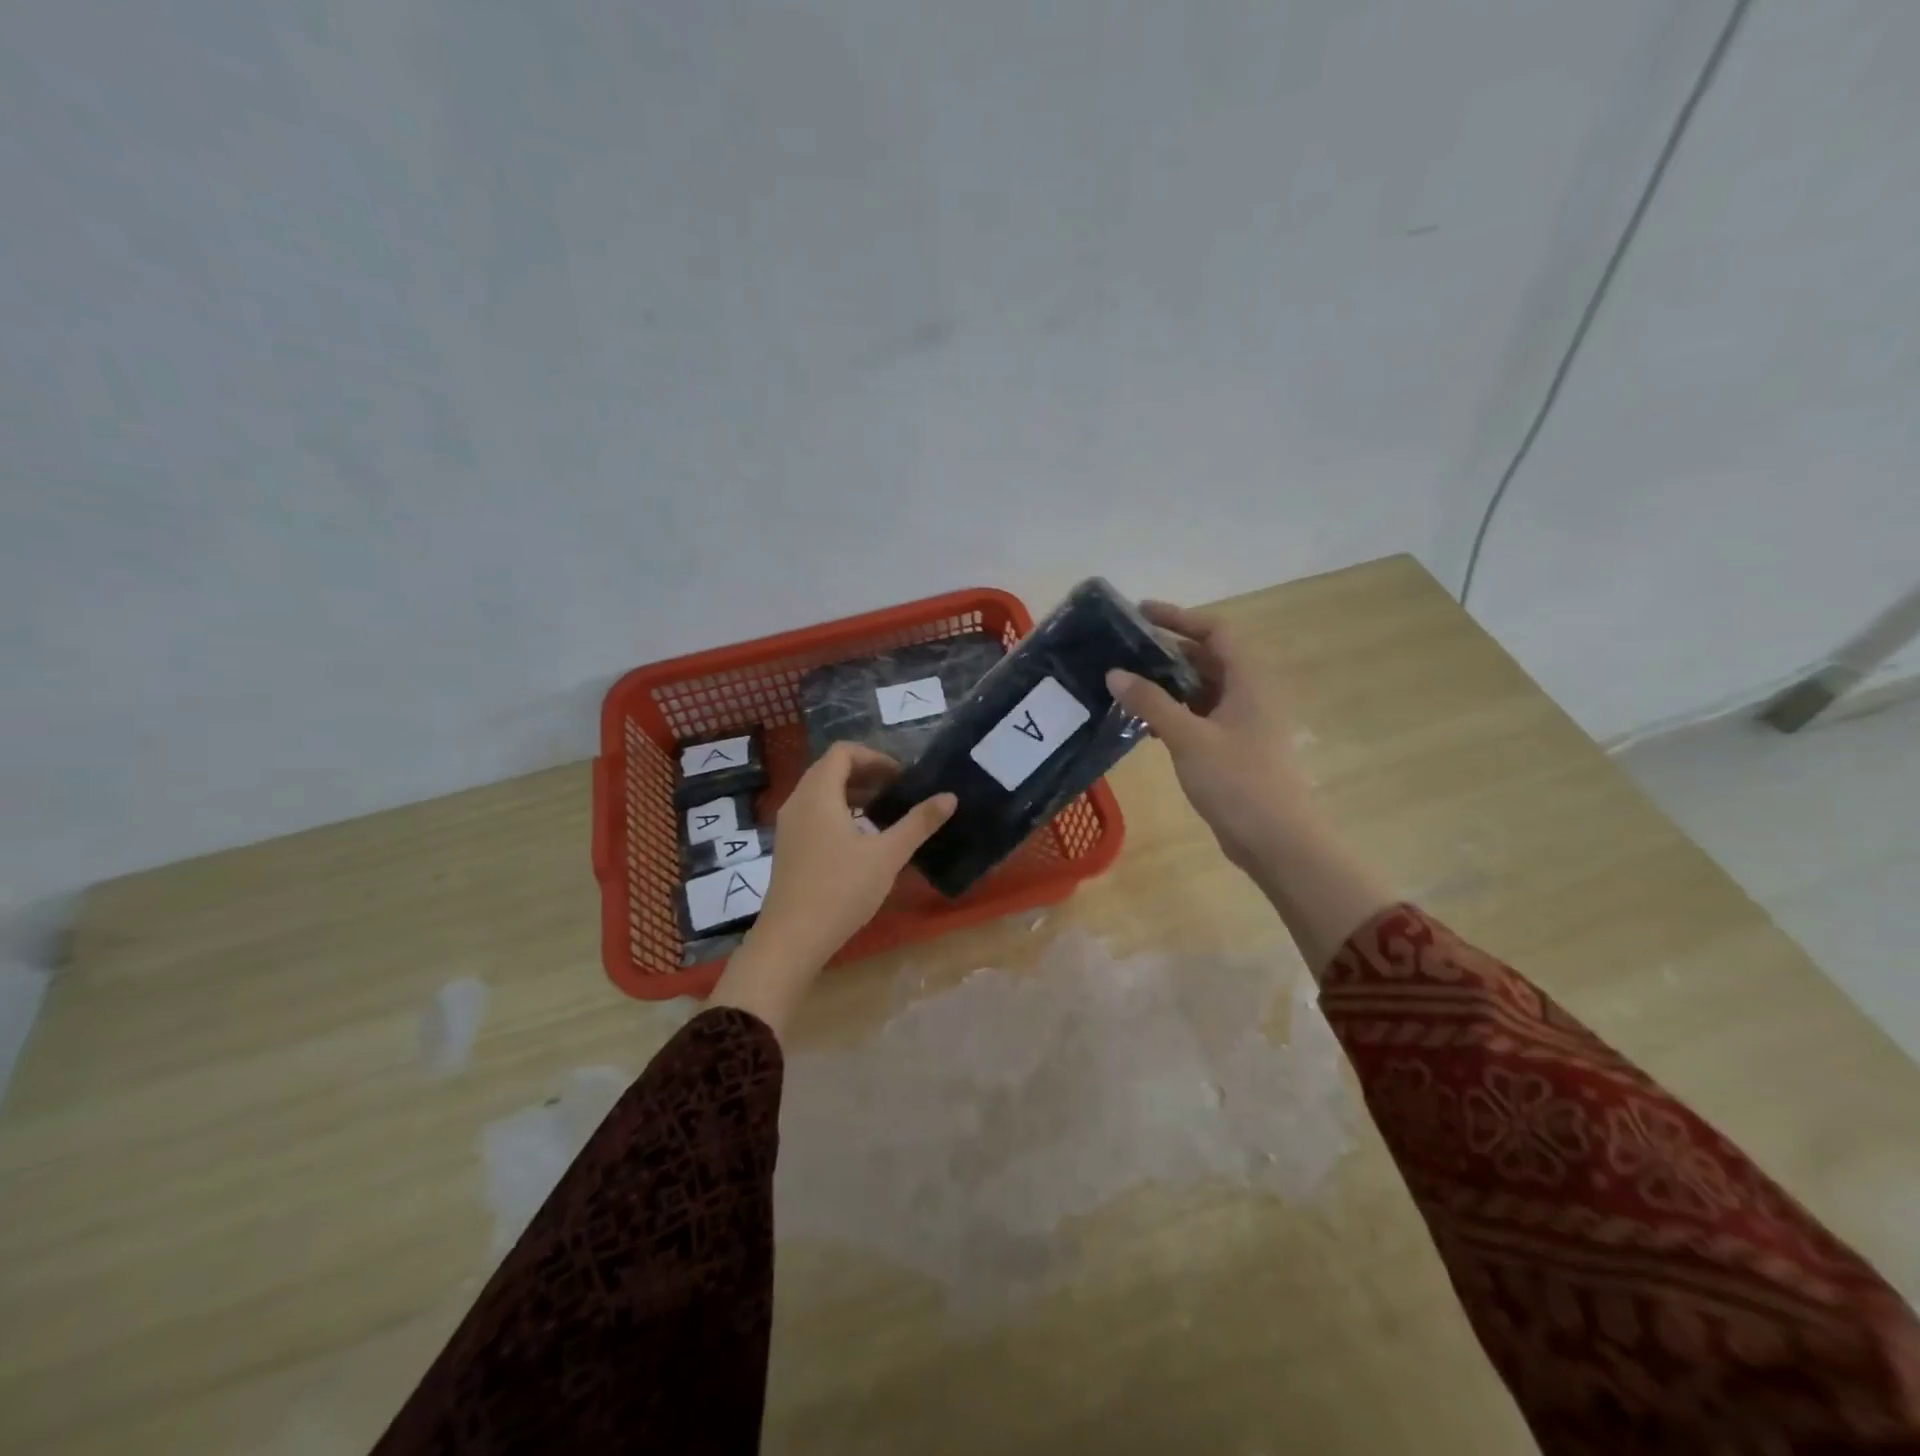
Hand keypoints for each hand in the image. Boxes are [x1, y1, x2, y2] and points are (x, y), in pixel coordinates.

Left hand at [708, 743, 955, 1036]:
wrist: (792, 938)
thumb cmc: (841, 890)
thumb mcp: (887, 855)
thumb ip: (918, 823)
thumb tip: (950, 797)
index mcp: (818, 794)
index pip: (843, 752)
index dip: (875, 757)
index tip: (901, 777)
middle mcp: (798, 801)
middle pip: (830, 768)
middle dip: (866, 773)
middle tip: (897, 791)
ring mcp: (789, 825)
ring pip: (820, 792)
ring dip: (852, 792)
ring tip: (883, 811)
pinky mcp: (788, 846)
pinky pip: (813, 812)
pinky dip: (838, 811)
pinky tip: (860, 838)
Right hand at [1107, 601, 1313, 873]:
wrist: (1275, 840)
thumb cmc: (1237, 781)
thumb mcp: (1189, 738)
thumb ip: (1151, 703)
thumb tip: (1115, 672)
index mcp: (1249, 681)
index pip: (1215, 631)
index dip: (1179, 617)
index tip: (1140, 614)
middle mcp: (1249, 694)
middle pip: (1207, 658)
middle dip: (1166, 651)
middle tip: (1123, 651)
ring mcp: (1242, 722)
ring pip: (1201, 689)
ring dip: (1167, 684)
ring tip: (1125, 683)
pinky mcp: (1233, 747)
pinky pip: (1200, 716)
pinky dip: (1174, 712)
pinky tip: (1143, 722)